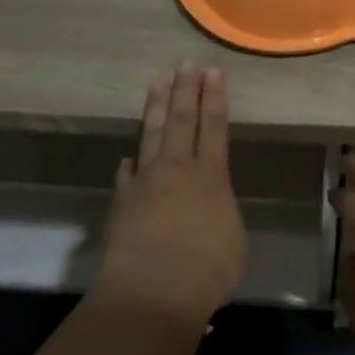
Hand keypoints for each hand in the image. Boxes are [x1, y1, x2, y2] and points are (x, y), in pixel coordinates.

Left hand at [97, 64, 246, 327]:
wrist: (154, 290)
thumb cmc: (207, 269)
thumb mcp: (233, 240)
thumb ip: (221, 214)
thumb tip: (210, 206)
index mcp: (212, 176)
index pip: (215, 127)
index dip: (214, 98)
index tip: (213, 72)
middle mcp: (178, 170)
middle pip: (182, 121)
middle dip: (185, 90)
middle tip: (185, 64)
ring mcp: (145, 183)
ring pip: (152, 136)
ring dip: (157, 107)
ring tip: (158, 82)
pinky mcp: (121, 203)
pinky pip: (127, 176)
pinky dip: (130, 165)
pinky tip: (129, 158)